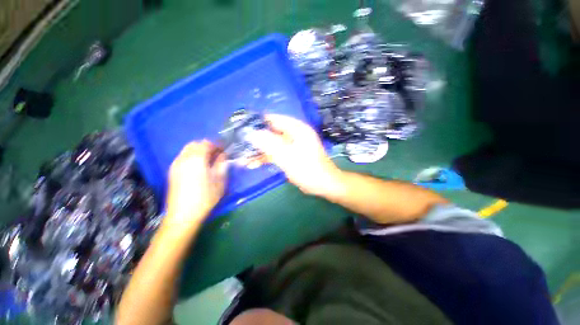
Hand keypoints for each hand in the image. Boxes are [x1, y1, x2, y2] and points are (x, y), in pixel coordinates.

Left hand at [164, 141, 226, 227]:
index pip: (206, 143)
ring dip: (199, 151)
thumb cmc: (205, 198)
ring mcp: (176, 164)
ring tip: (208, 161)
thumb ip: (222, 165)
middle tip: (217, 155)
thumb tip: (223, 155)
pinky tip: (198, 167)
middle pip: (195, 144)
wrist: (183, 215)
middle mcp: (184, 158)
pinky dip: (192, 156)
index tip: (224, 150)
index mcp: (197, 159)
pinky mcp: (172, 171)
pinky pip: (183, 157)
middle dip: (207, 146)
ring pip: (188, 149)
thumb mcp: (219, 181)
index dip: (217, 145)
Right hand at [249, 114, 341, 195]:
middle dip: (255, 138)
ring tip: (241, 156)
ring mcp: (290, 145)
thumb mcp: (287, 155)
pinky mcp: (289, 155)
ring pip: (271, 144)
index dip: (257, 121)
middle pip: (270, 132)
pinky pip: (275, 153)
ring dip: (258, 150)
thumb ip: (269, 143)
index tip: (241, 125)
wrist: (322, 184)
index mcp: (296, 129)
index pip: (273, 119)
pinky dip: (265, 158)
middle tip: (238, 142)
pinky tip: (252, 164)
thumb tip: (251, 133)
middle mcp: (293, 134)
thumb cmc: (308, 168)